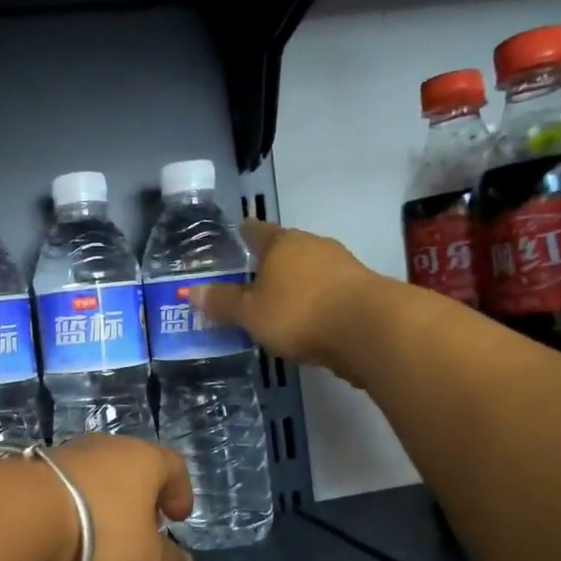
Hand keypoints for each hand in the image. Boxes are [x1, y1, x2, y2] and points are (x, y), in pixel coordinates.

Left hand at [37, 435, 195, 560]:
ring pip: (101, 472)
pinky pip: (70, 481)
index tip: (177, 518)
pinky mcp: (40, 463)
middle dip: (143, 496)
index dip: (181, 492)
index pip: (175, 465)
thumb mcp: (145, 560)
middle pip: (136, 466)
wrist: (24, 512)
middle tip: (142, 527)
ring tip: (102, 531)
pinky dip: (77, 500)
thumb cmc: (102, 532)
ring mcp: (72, 450)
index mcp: (146, 458)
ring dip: (107, 498)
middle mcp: (111, 445)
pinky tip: (69, 527)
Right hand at [196, 221, 379, 380]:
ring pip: (310, 270)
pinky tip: (309, 319)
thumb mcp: (250, 313)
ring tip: (279, 301)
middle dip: (271, 261)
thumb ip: (223, 303)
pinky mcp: (362, 290)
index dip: (245, 232)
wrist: (369, 329)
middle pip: (287, 249)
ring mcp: (342, 266)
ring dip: (296, 282)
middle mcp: (313, 246)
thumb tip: (191, 292)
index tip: (238, 231)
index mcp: (282, 243)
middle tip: (253, 274)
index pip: (257, 231)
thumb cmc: (298, 312)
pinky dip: (316, 301)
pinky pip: (329, 291)